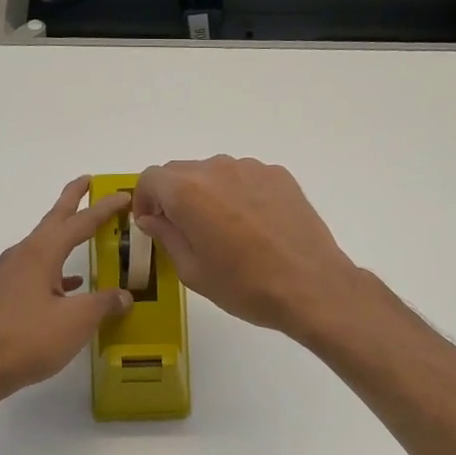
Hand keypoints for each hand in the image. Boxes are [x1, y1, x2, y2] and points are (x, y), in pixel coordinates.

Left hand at [0, 177, 133, 402]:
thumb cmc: (28, 339)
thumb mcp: (76, 321)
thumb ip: (104, 304)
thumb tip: (124, 296)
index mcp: (41, 253)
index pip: (80, 222)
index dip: (104, 209)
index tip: (124, 195)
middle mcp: (23, 255)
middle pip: (53, 220)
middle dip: (72, 200)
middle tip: (88, 182)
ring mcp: (11, 275)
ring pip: (44, 245)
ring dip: (64, 234)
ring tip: (84, 231)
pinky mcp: (6, 295)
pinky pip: (38, 269)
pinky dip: (57, 267)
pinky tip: (70, 285)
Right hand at [132, 156, 361, 337]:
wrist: (311, 286)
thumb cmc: (244, 286)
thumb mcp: (193, 271)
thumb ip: (167, 236)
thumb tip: (152, 218)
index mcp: (188, 191)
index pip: (151, 178)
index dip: (144, 200)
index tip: (151, 223)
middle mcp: (217, 169)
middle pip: (181, 172)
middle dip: (173, 196)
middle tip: (184, 230)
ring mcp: (252, 168)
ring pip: (215, 173)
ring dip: (207, 194)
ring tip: (223, 229)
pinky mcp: (279, 176)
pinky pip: (245, 178)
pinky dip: (238, 194)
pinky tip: (253, 226)